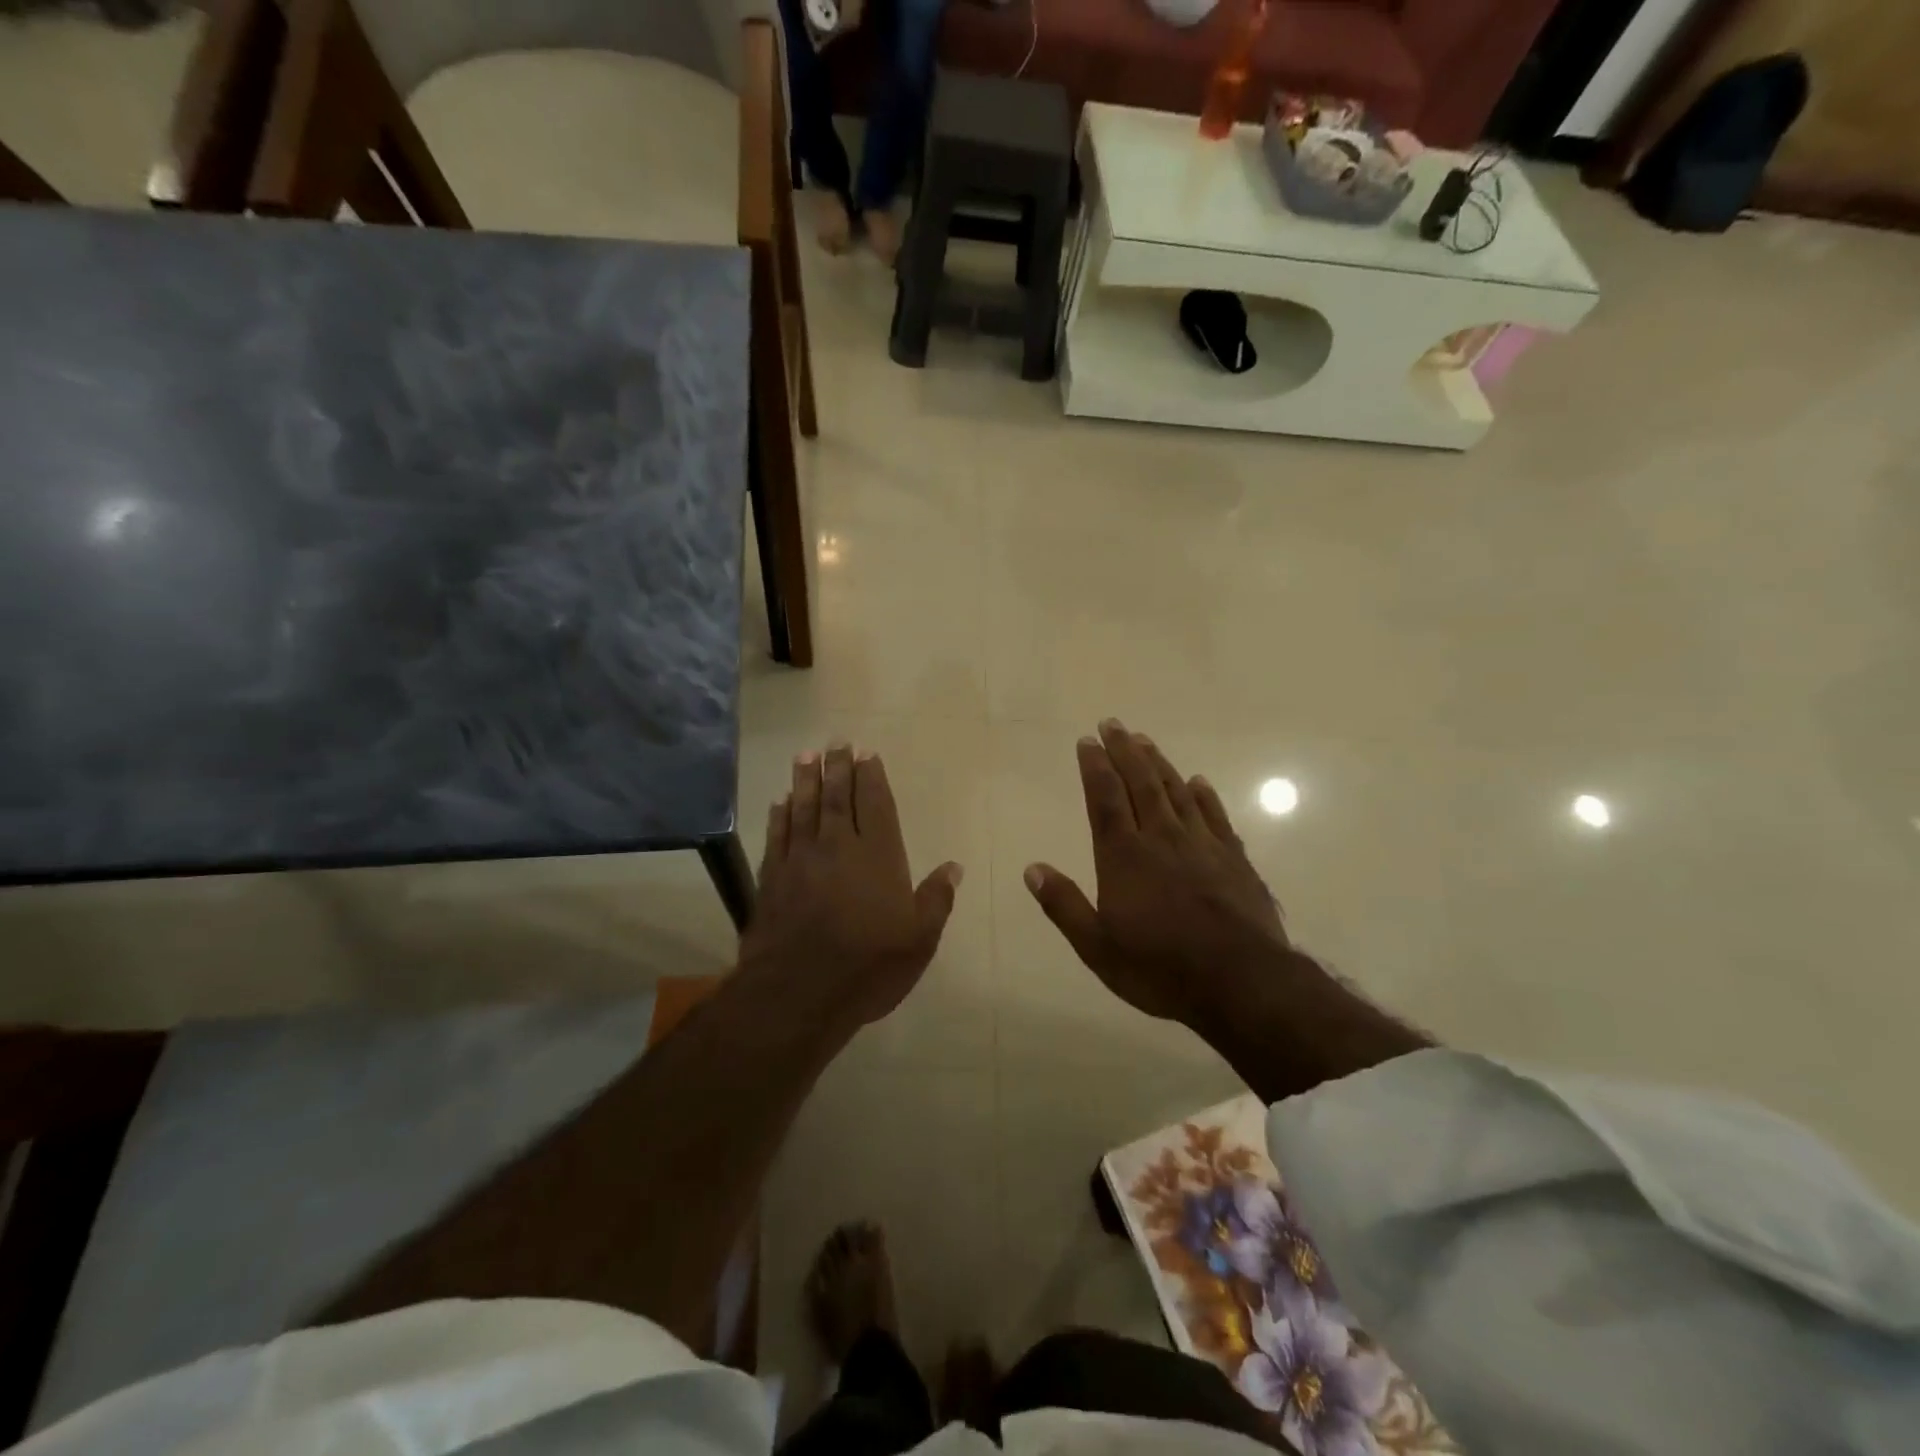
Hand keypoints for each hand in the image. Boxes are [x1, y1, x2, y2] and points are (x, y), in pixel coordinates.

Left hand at [741, 743, 962, 1030]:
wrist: (799, 993)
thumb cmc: (868, 966)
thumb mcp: (919, 940)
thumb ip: (936, 899)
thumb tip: (954, 867)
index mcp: (878, 856)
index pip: (875, 804)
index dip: (871, 777)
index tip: (867, 753)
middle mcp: (838, 847)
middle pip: (837, 797)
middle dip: (838, 767)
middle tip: (836, 741)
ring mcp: (801, 860)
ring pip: (804, 808)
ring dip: (806, 780)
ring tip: (807, 755)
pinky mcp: (773, 878)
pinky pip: (777, 835)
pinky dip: (780, 815)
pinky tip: (781, 801)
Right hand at [1024, 720, 1289, 1027]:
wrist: (1242, 982)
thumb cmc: (1160, 968)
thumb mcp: (1097, 947)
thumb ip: (1064, 905)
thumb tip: (1032, 869)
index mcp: (1124, 856)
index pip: (1105, 799)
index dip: (1094, 767)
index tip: (1087, 740)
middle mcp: (1161, 838)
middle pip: (1140, 783)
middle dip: (1124, 752)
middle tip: (1113, 723)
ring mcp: (1202, 845)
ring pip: (1176, 792)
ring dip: (1158, 763)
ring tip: (1145, 740)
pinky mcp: (1234, 859)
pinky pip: (1215, 816)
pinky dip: (1204, 795)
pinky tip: (1198, 782)